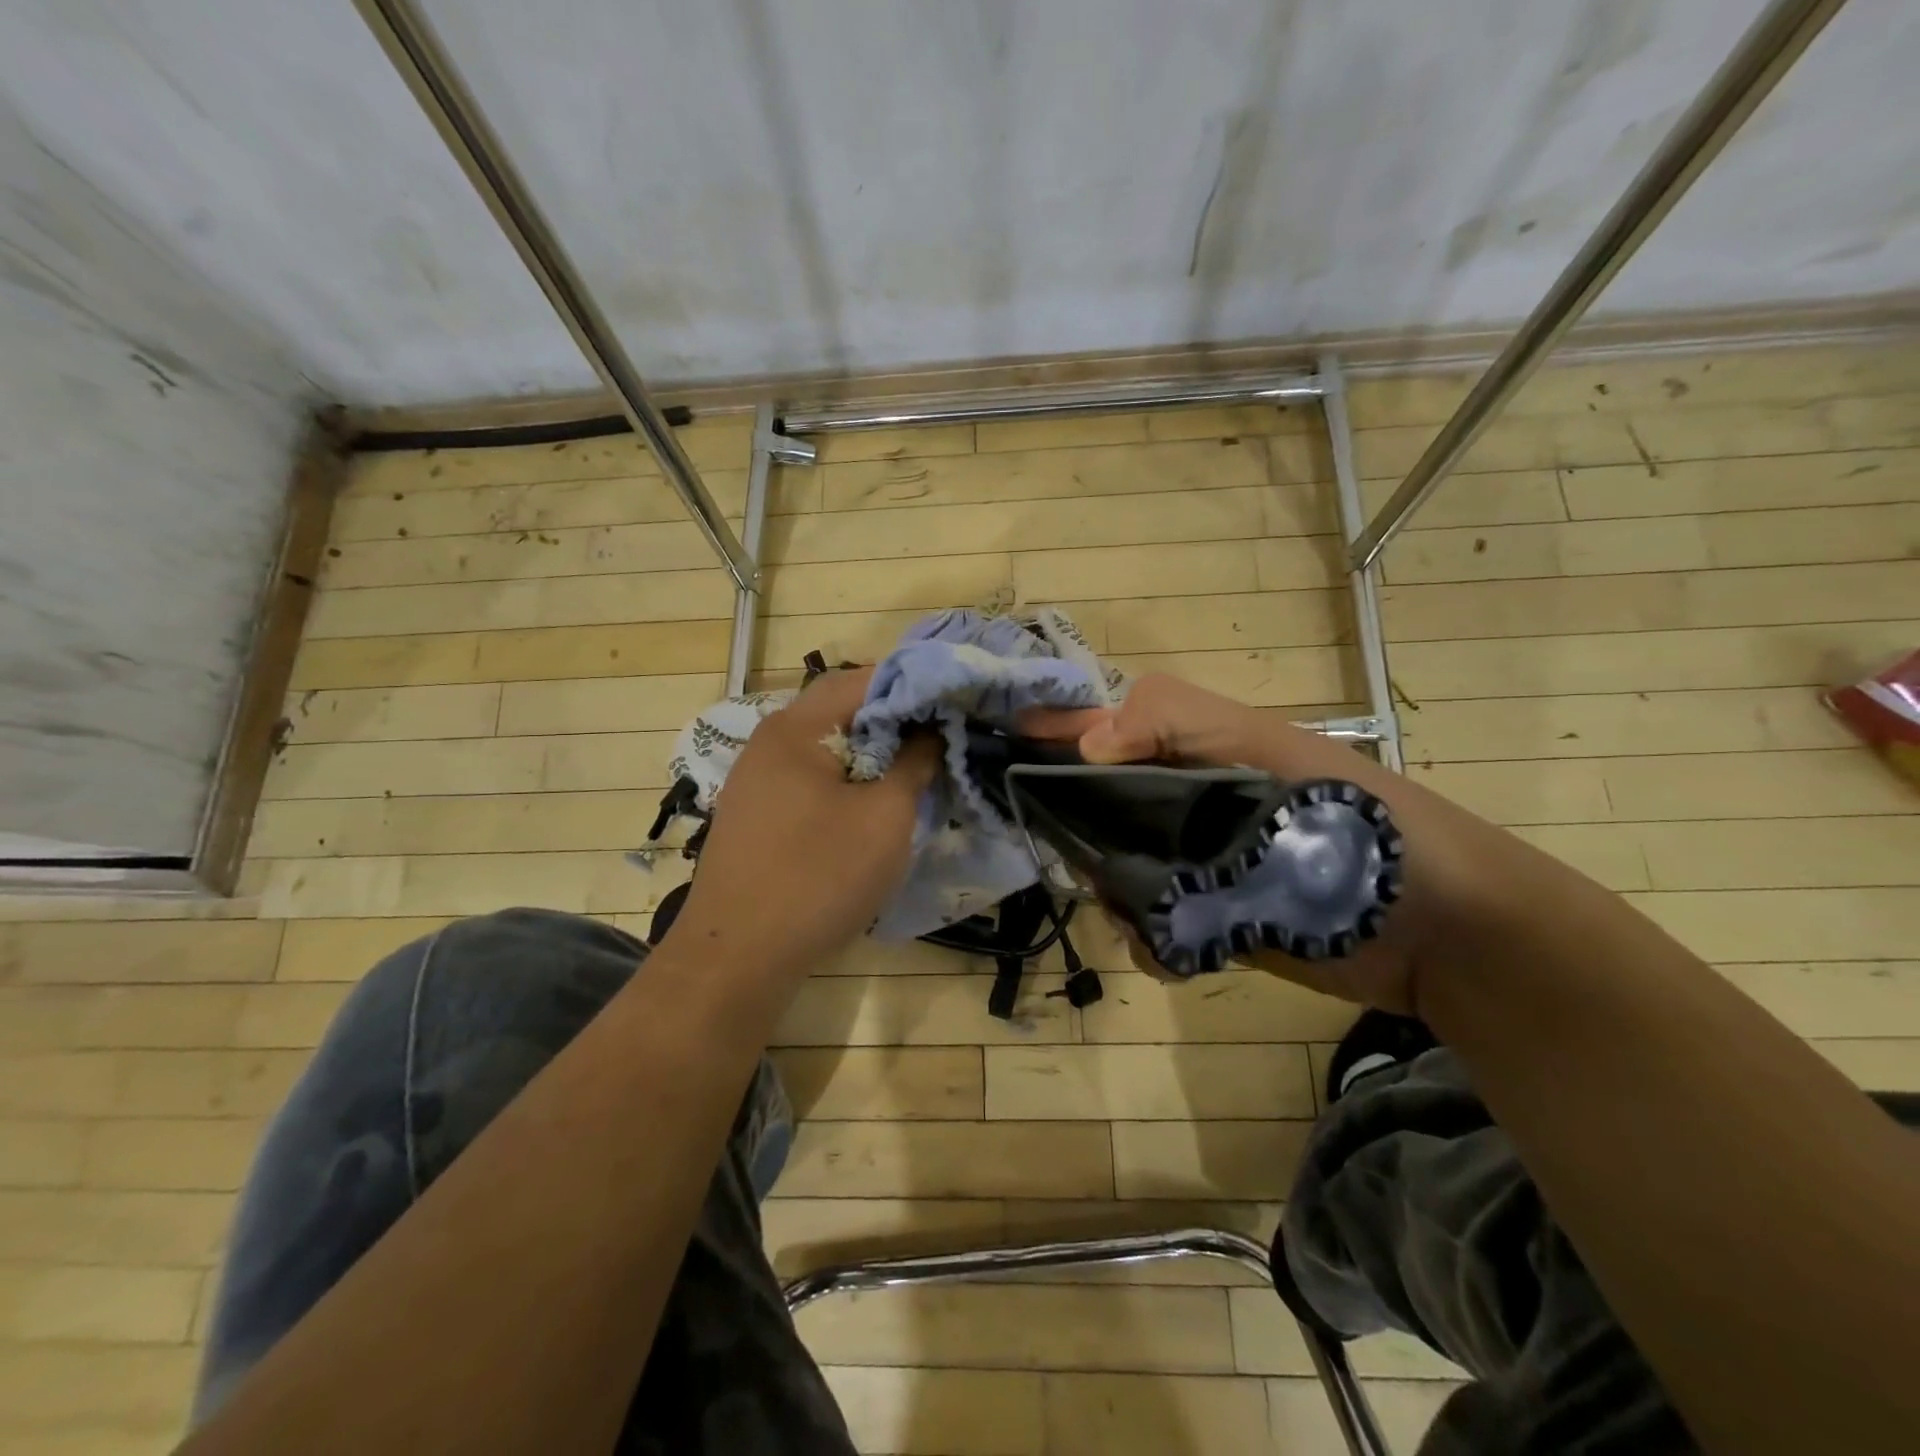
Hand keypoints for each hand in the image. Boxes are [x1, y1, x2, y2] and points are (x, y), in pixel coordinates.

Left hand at [664, 669, 938, 981]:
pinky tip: (870, 805)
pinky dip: (846, 779)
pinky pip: (810, 777)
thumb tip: (930, 731)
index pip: (863, 679)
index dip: (914, 685)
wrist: (736, 956)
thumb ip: (914, 763)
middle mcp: (769, 741)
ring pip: (826, 746)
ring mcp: (756, 778)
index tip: (953, 703)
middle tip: (939, 739)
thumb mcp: (885, 818)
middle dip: (894, 720)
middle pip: (841, 710)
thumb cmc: (818, 878)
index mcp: (796, 728)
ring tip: (913, 771)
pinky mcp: (756, 812)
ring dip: (872, 752)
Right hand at [1026, 673, 1502, 1016]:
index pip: (1104, 728)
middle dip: (1077, 833)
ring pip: (1113, 872)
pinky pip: (1148, 928)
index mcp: (1193, 748)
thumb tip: (1086, 743)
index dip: (1053, 733)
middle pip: (1094, 807)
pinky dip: (1149, 942)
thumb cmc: (1352, 821)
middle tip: (1082, 861)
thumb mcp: (1268, 751)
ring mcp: (1194, 865)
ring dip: (1114, 895)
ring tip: (1147, 917)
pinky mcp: (1209, 921)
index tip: (999, 748)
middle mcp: (1184, 802)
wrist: (1440, 929)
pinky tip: (1176, 954)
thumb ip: (1176, 725)